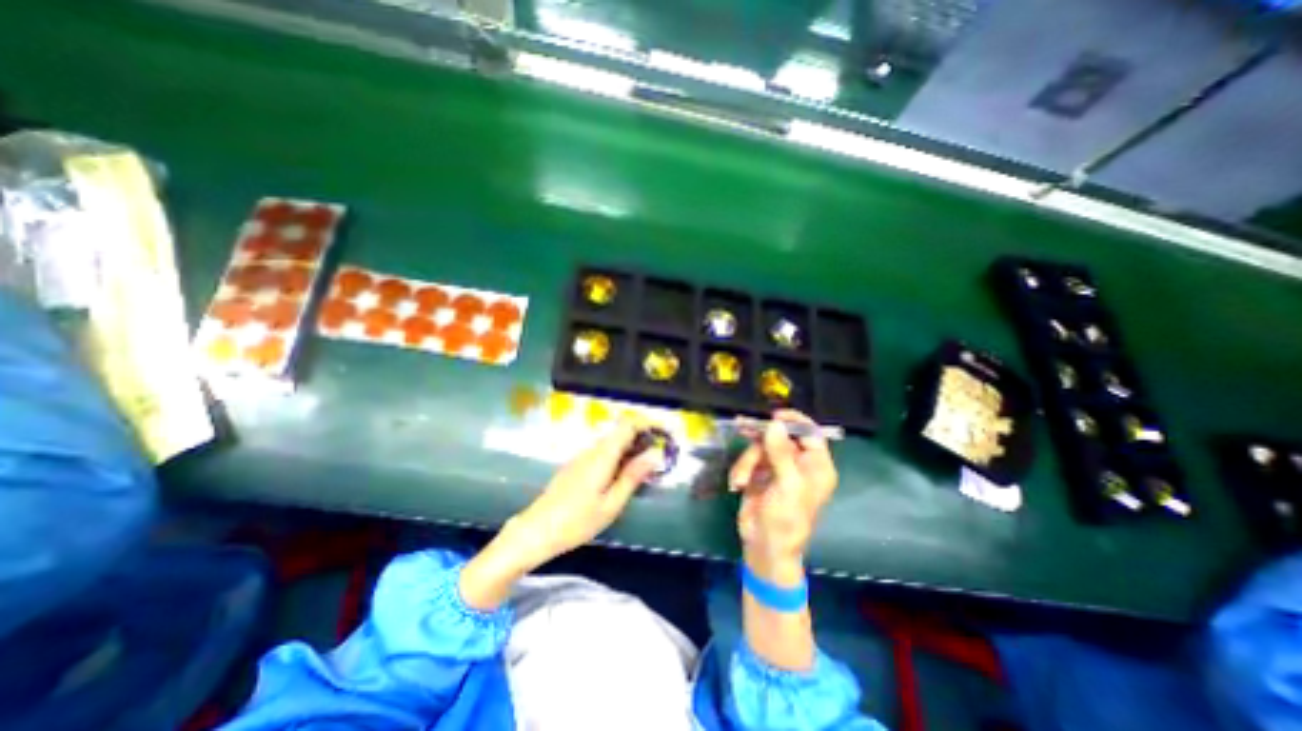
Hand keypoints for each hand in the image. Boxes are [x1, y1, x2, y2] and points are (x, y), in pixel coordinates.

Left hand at [499, 413, 656, 568]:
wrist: (535, 532)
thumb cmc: (576, 522)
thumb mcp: (611, 504)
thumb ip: (633, 476)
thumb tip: (655, 454)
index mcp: (602, 455)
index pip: (627, 424)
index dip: (647, 424)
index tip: (664, 435)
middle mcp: (592, 449)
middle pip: (620, 431)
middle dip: (642, 439)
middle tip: (658, 460)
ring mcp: (581, 457)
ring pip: (611, 443)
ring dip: (630, 450)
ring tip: (644, 472)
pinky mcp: (576, 466)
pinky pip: (602, 453)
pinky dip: (617, 458)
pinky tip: (621, 479)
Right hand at [729, 407, 839, 579]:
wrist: (764, 547)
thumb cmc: (785, 520)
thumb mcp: (787, 485)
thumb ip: (781, 453)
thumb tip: (774, 423)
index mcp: (816, 466)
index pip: (810, 433)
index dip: (794, 421)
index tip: (774, 416)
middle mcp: (798, 463)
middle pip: (780, 436)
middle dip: (761, 438)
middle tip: (743, 426)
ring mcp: (778, 467)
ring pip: (760, 447)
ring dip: (747, 461)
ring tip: (741, 480)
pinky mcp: (760, 473)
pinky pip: (749, 459)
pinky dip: (741, 470)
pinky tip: (738, 484)